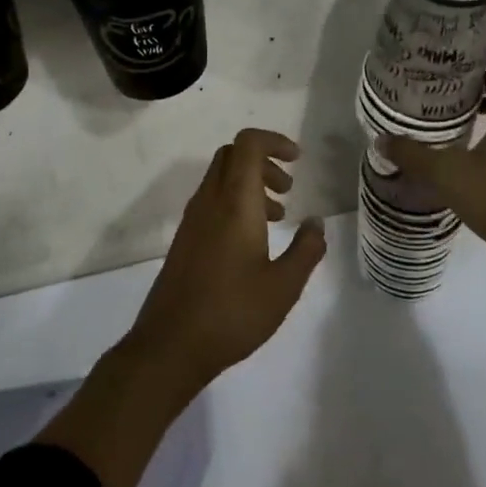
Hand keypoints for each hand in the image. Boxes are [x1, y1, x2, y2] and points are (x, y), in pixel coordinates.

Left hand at [38, 130, 324, 486]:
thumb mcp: (284, 286)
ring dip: (251, 183)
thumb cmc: (232, 313)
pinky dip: (235, 202)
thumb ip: (306, 250)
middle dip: (264, 161)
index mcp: (234, 201)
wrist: (170, 346)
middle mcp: (210, 201)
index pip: (248, 144)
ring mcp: (193, 219)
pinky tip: (252, 241)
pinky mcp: (185, 239)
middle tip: (288, 188)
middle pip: (233, 155)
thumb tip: (316, 223)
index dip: (274, 140)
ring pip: (221, 177)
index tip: (298, 159)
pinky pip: (212, 200)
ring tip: (278, 217)